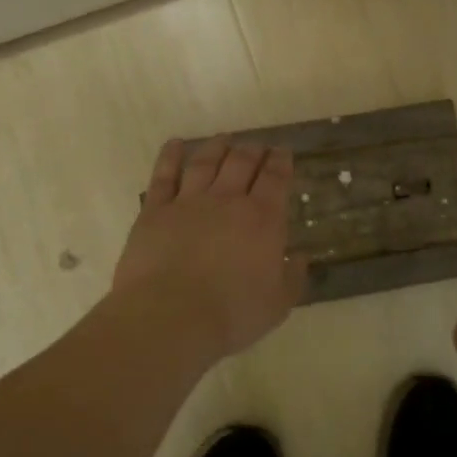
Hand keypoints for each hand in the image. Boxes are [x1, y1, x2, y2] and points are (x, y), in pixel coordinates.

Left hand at [112, 137, 306, 357]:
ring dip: (217, 147)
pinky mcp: (155, 211)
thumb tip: (300, 257)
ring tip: (224, 139)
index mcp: (263, 218)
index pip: (276, 178)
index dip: (281, 161)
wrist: (170, 317)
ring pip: (206, 162)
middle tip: (257, 146)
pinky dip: (170, 156)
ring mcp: (189, 201)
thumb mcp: (278, 304)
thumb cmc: (231, 314)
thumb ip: (293, 277)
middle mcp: (228, 200)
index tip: (283, 151)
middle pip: (242, 162)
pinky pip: (164, 175)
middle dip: (253, 150)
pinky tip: (175, 144)